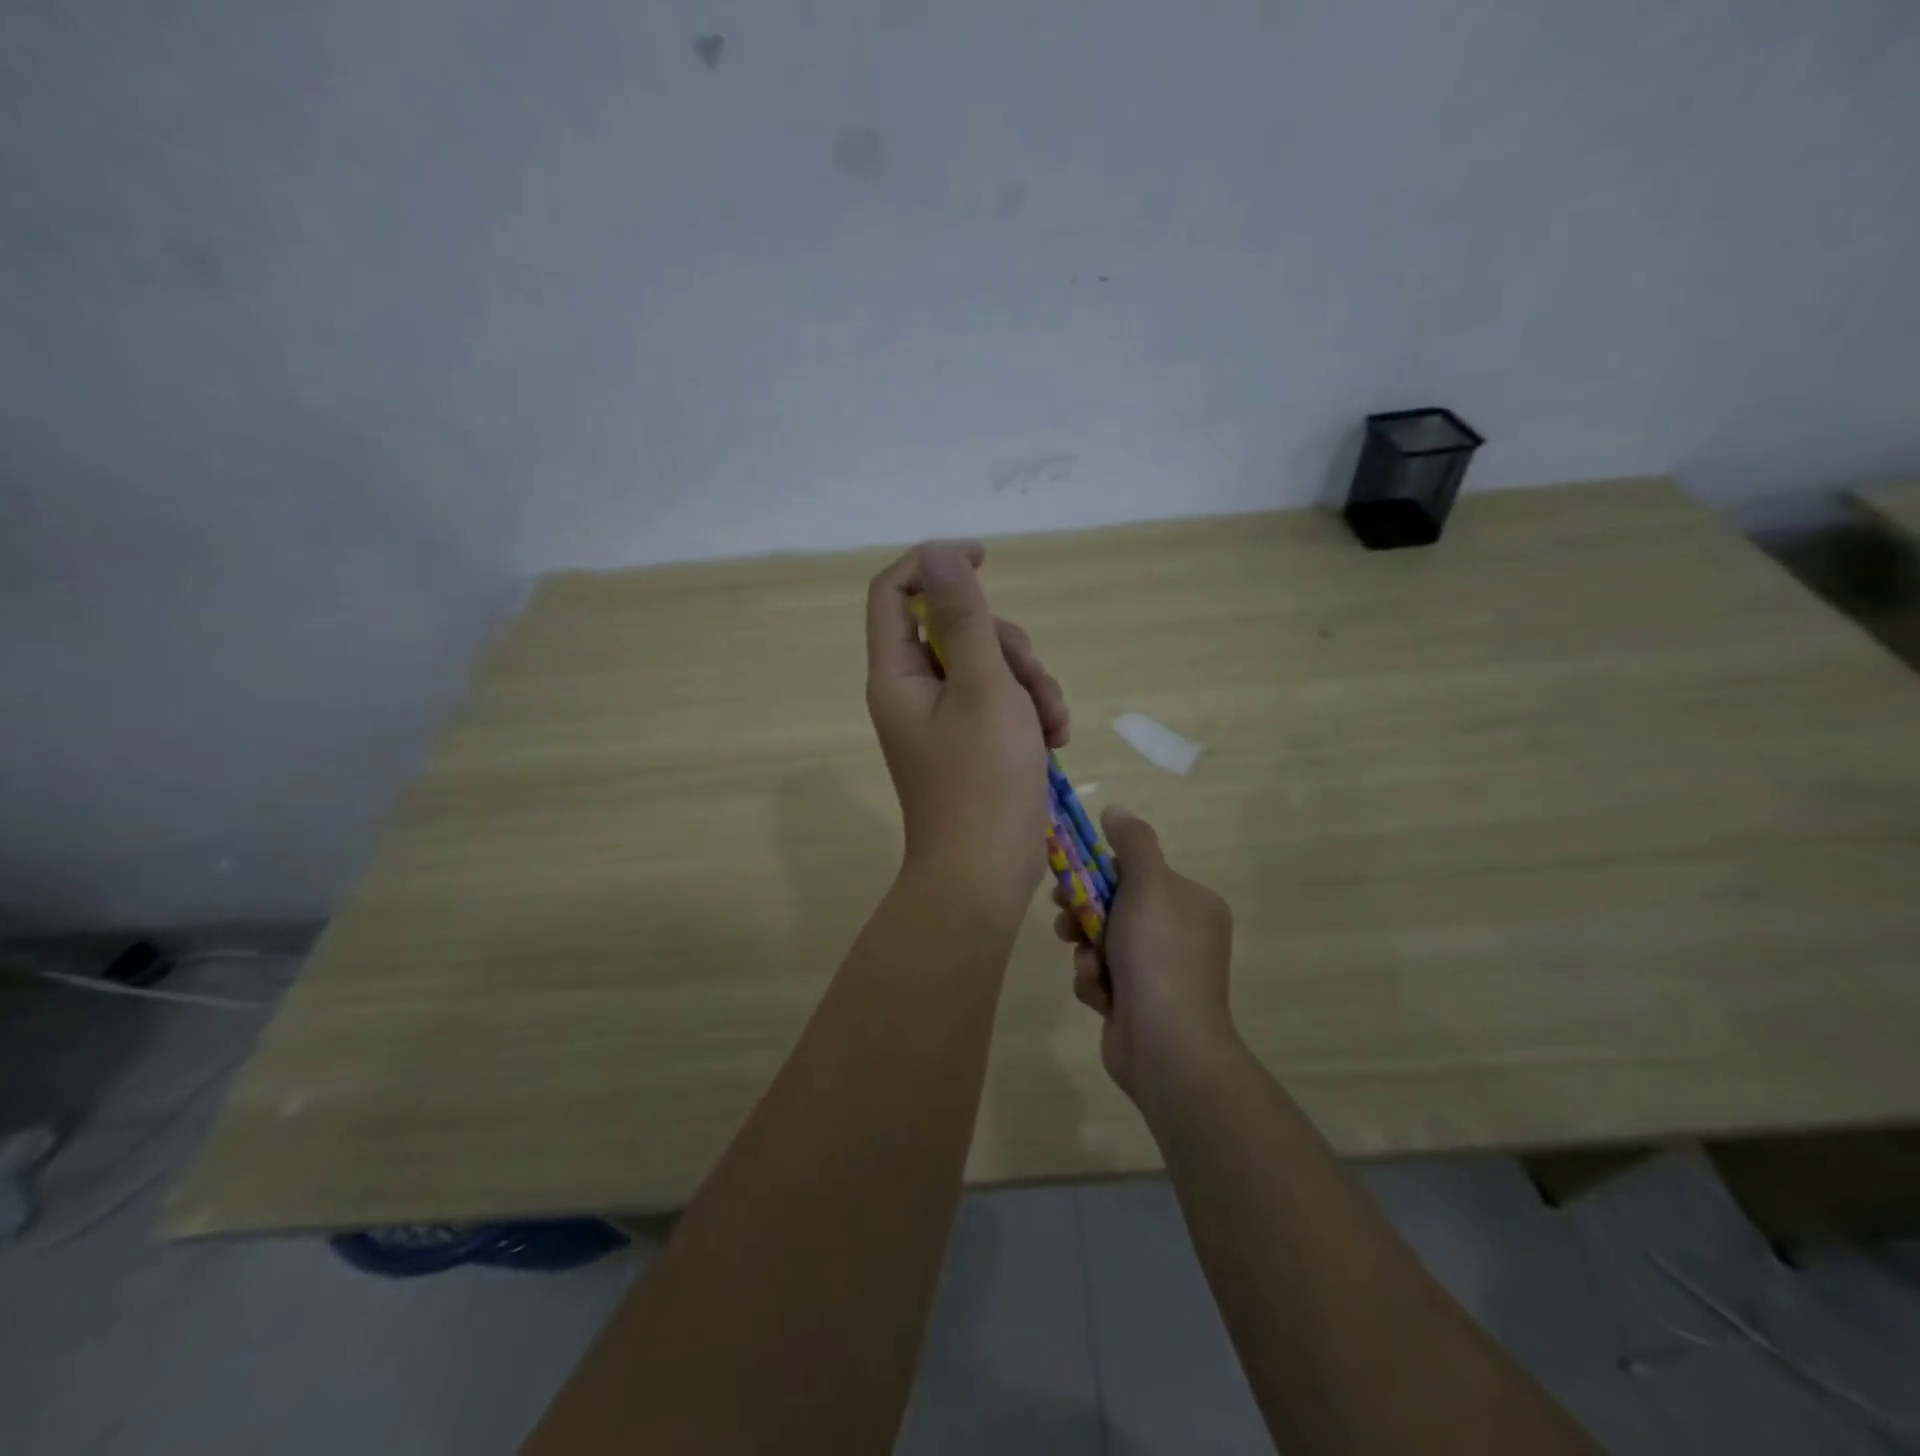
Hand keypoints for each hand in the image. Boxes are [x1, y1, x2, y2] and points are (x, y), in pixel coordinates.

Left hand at [866, 540, 1068, 919]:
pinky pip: (1001, 701)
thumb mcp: (984, 690)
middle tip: (1031, 686)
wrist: (984, 876)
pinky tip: (1053, 740)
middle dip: (1006, 646)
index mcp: (898, 675)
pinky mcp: (971, 743)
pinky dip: (1029, 711)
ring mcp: (943, 719)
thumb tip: (938, 552)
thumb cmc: (983, 783)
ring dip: (1029, 683)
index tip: (984, 557)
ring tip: (1050, 726)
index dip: (934, 564)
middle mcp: (914, 691)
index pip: (894, 592)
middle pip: (955, 628)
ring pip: (989, 665)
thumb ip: (964, 619)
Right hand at [1053, 805, 1235, 1103]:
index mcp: (1191, 904)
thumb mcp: (1148, 883)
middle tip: (1063, 916)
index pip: (1137, 874)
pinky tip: (1099, 993)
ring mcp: (1160, 974)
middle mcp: (1180, 936)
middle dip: (1083, 912)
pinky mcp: (1138, 1006)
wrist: (1167, 1045)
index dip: (1098, 873)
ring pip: (1103, 943)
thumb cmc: (1158, 954)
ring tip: (1086, 963)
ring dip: (1086, 950)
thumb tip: (1116, 809)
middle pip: (1116, 907)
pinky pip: (1104, 978)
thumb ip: (1132, 842)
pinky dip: (1095, 982)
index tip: (1070, 877)